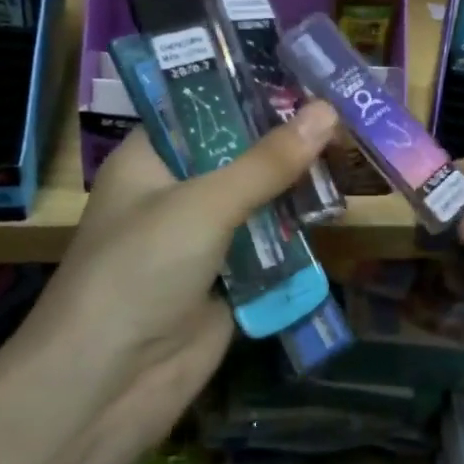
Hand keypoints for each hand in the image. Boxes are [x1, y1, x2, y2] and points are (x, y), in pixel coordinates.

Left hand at [10, 103, 338, 437]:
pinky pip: (271, 245)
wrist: (109, 386)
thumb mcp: (205, 204)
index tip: (306, 77)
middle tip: (346, 113)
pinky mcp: (229, 280)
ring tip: (354, 152)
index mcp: (152, 160)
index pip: (204, 109)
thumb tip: (327, 110)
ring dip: (299, 186)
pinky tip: (339, 208)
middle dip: (288, 140)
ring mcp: (204, 239)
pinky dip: (299, 232)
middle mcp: (177, 193)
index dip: (252, 92)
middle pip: (240, 155)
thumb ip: (268, 161)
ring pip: (261, 200)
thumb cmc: (140, 271)